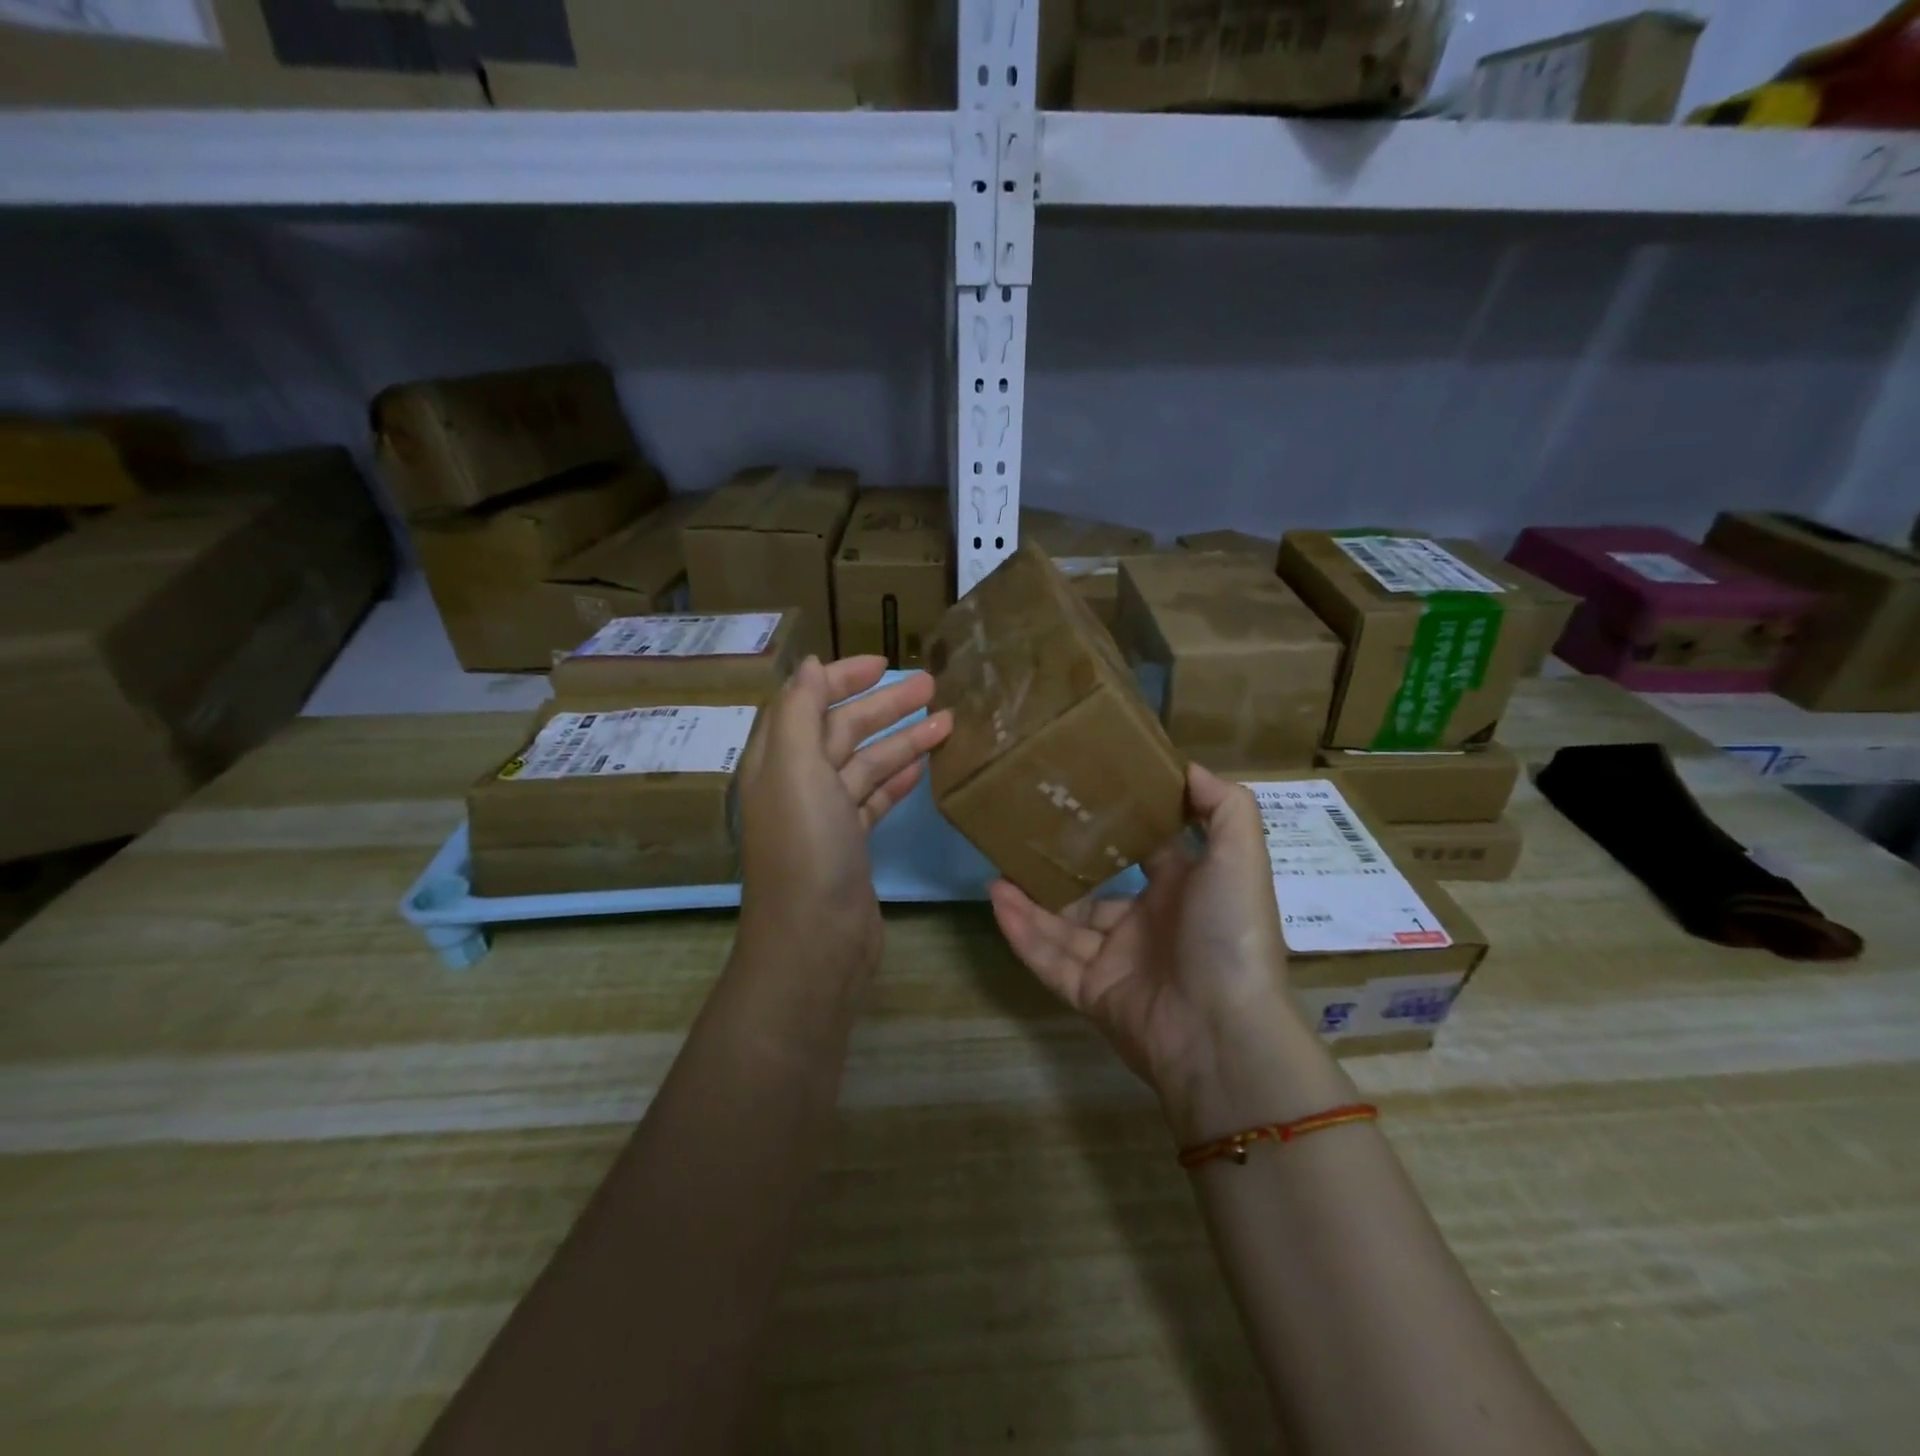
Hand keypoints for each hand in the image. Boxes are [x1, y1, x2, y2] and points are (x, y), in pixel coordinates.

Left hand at [735, 656, 951, 982]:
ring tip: (947, 722)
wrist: (816, 940)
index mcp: (778, 762)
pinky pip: (876, 800)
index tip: (884, 663)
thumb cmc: (807, 849)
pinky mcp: (851, 846)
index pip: (807, 703)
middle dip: (885, 706)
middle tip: (932, 686)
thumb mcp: (796, 770)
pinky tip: (926, 767)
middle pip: (843, 731)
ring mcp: (826, 818)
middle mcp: (798, 785)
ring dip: (903, 742)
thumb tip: (807, 665)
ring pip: (866, 765)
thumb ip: (800, 713)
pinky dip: (899, 780)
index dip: (841, 678)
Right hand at [989, 764, 1316, 1126]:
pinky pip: (1049, 960)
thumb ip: (1223, 805)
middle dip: (1061, 867)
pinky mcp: (1092, 995)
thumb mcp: (1240, 855)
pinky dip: (1022, 933)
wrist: (1222, 1032)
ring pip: (1063, 926)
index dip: (1117, 826)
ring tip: (996, 869)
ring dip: (1030, 900)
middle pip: (1094, 891)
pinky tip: (996, 901)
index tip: (1080, 795)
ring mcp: (1118, 962)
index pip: (1145, 851)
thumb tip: (1186, 766)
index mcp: (1183, 892)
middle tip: (1023, 835)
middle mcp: (1149, 925)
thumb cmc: (1228, 931)